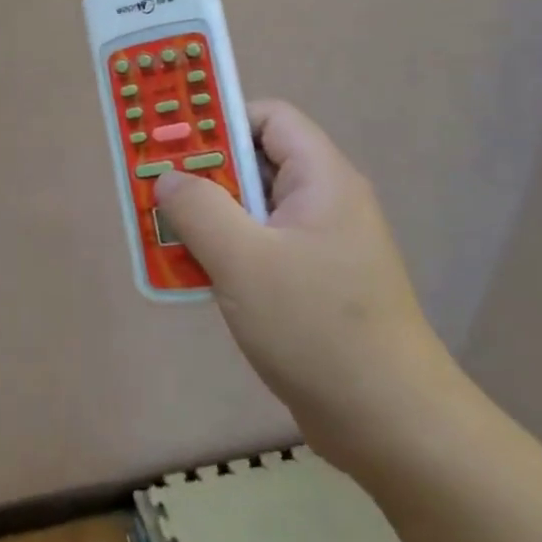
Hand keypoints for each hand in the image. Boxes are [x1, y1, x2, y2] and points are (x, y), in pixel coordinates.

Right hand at [152, 100, 462, 471]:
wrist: (389, 423)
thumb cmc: (316, 327)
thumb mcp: (244, 261)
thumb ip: (198, 209)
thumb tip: (168, 178)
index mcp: (321, 180)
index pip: (268, 118)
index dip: (219, 120)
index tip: (171, 143)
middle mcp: (324, 204)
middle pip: (254, 164)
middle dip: (200, 175)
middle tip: (152, 190)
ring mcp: (319, 246)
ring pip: (250, 211)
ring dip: (206, 219)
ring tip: (162, 236)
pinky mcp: (310, 284)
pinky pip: (257, 249)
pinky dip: (222, 253)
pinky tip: (192, 276)